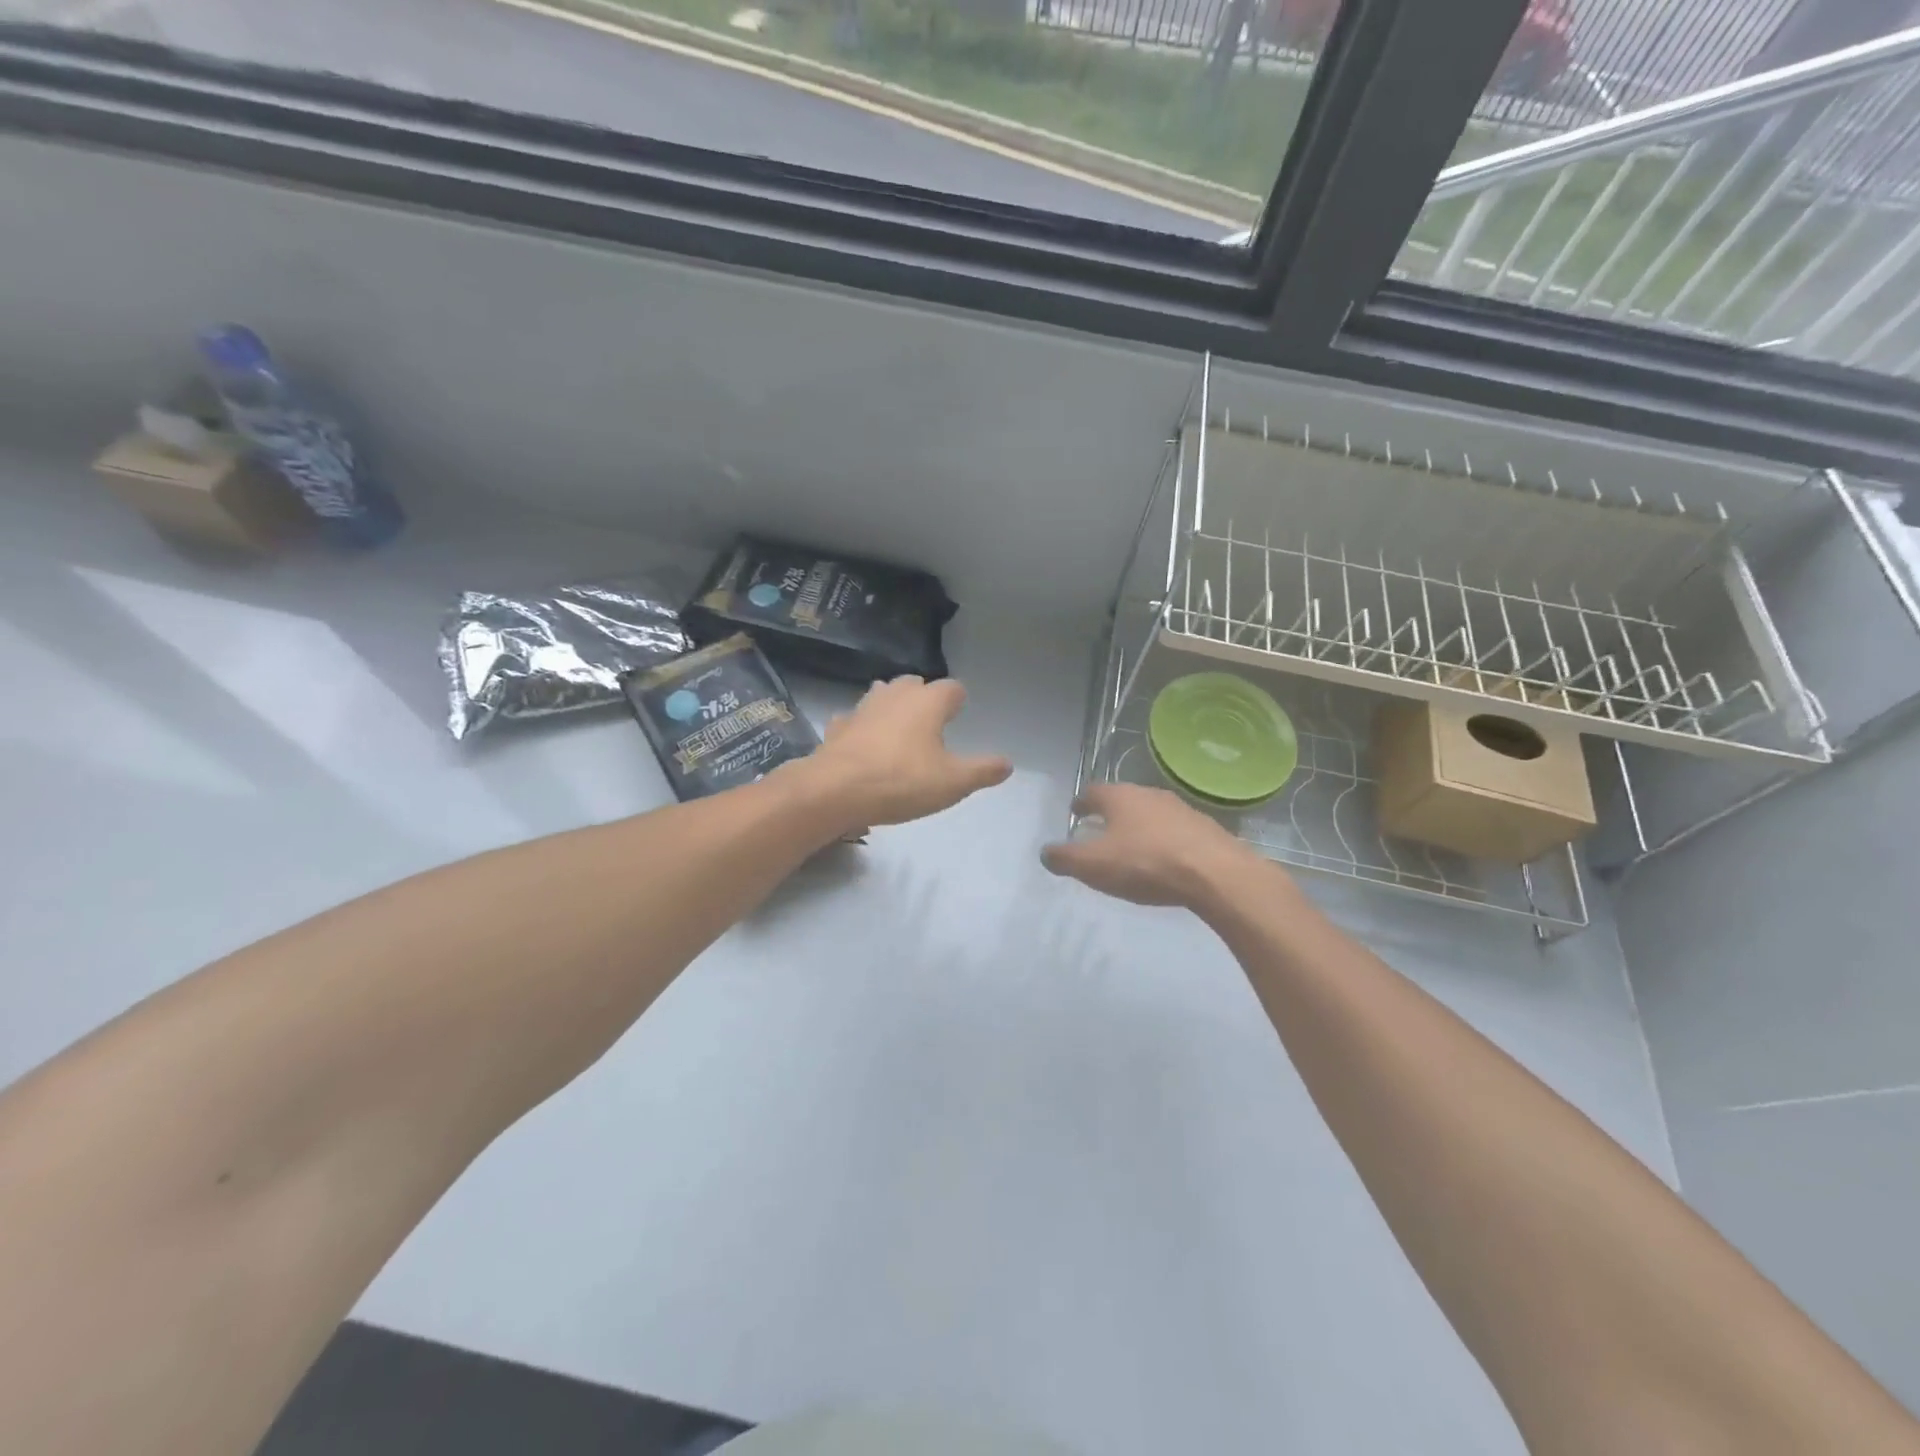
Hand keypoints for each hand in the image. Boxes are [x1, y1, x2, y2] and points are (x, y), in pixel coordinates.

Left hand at [791, 676, 1011, 834]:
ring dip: (891, 707)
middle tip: (931, 722)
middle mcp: (895, 695)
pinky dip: (862, 728)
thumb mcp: (953, 782)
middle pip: (914, 683)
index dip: (958, 701)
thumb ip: (982, 771)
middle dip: (923, 697)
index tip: (960, 714)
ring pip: (881, 695)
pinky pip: (854, 720)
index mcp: (928, 702)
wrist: (835, 790)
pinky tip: (863, 745)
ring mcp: (862, 708)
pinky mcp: (838, 726)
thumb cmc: (902, 781)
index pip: (952, 688)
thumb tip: (1008, 764)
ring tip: (899, 730)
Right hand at [1041, 782, 1260, 907]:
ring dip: (1139, 827)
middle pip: (1123, 800)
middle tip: (1100, 832)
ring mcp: (1181, 809)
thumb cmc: (1146, 864)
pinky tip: (1164, 861)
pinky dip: (1163, 841)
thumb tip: (1045, 852)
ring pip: (1151, 814)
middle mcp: (1149, 794)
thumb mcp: (1094, 866)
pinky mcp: (1205, 829)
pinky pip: (1175, 831)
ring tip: (1132, 848)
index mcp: (1120, 797)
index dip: (1081, 803)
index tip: (1076, 813)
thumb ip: (1065, 858)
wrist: (1215, 874)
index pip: (1092, 792)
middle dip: (1110, 814)